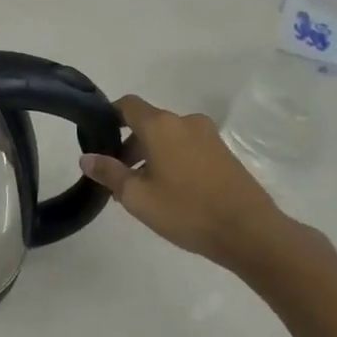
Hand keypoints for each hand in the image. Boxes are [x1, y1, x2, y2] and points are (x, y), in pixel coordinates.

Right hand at [79, 94, 297, 272]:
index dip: (110, 116)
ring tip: (144, 188)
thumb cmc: (187, 210)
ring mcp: (208, 136)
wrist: (250, 232)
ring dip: (152, 154)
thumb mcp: (137, 197)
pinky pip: (188, 147)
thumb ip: (109, 173)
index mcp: (160, 125)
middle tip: (119, 176)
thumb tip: (86, 157)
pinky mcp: (224, 153)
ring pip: (169, 137)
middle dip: (129, 144)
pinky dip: (173, 159)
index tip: (98, 137)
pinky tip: (172, 191)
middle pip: (148, 123)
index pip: (127, 105)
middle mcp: (184, 122)